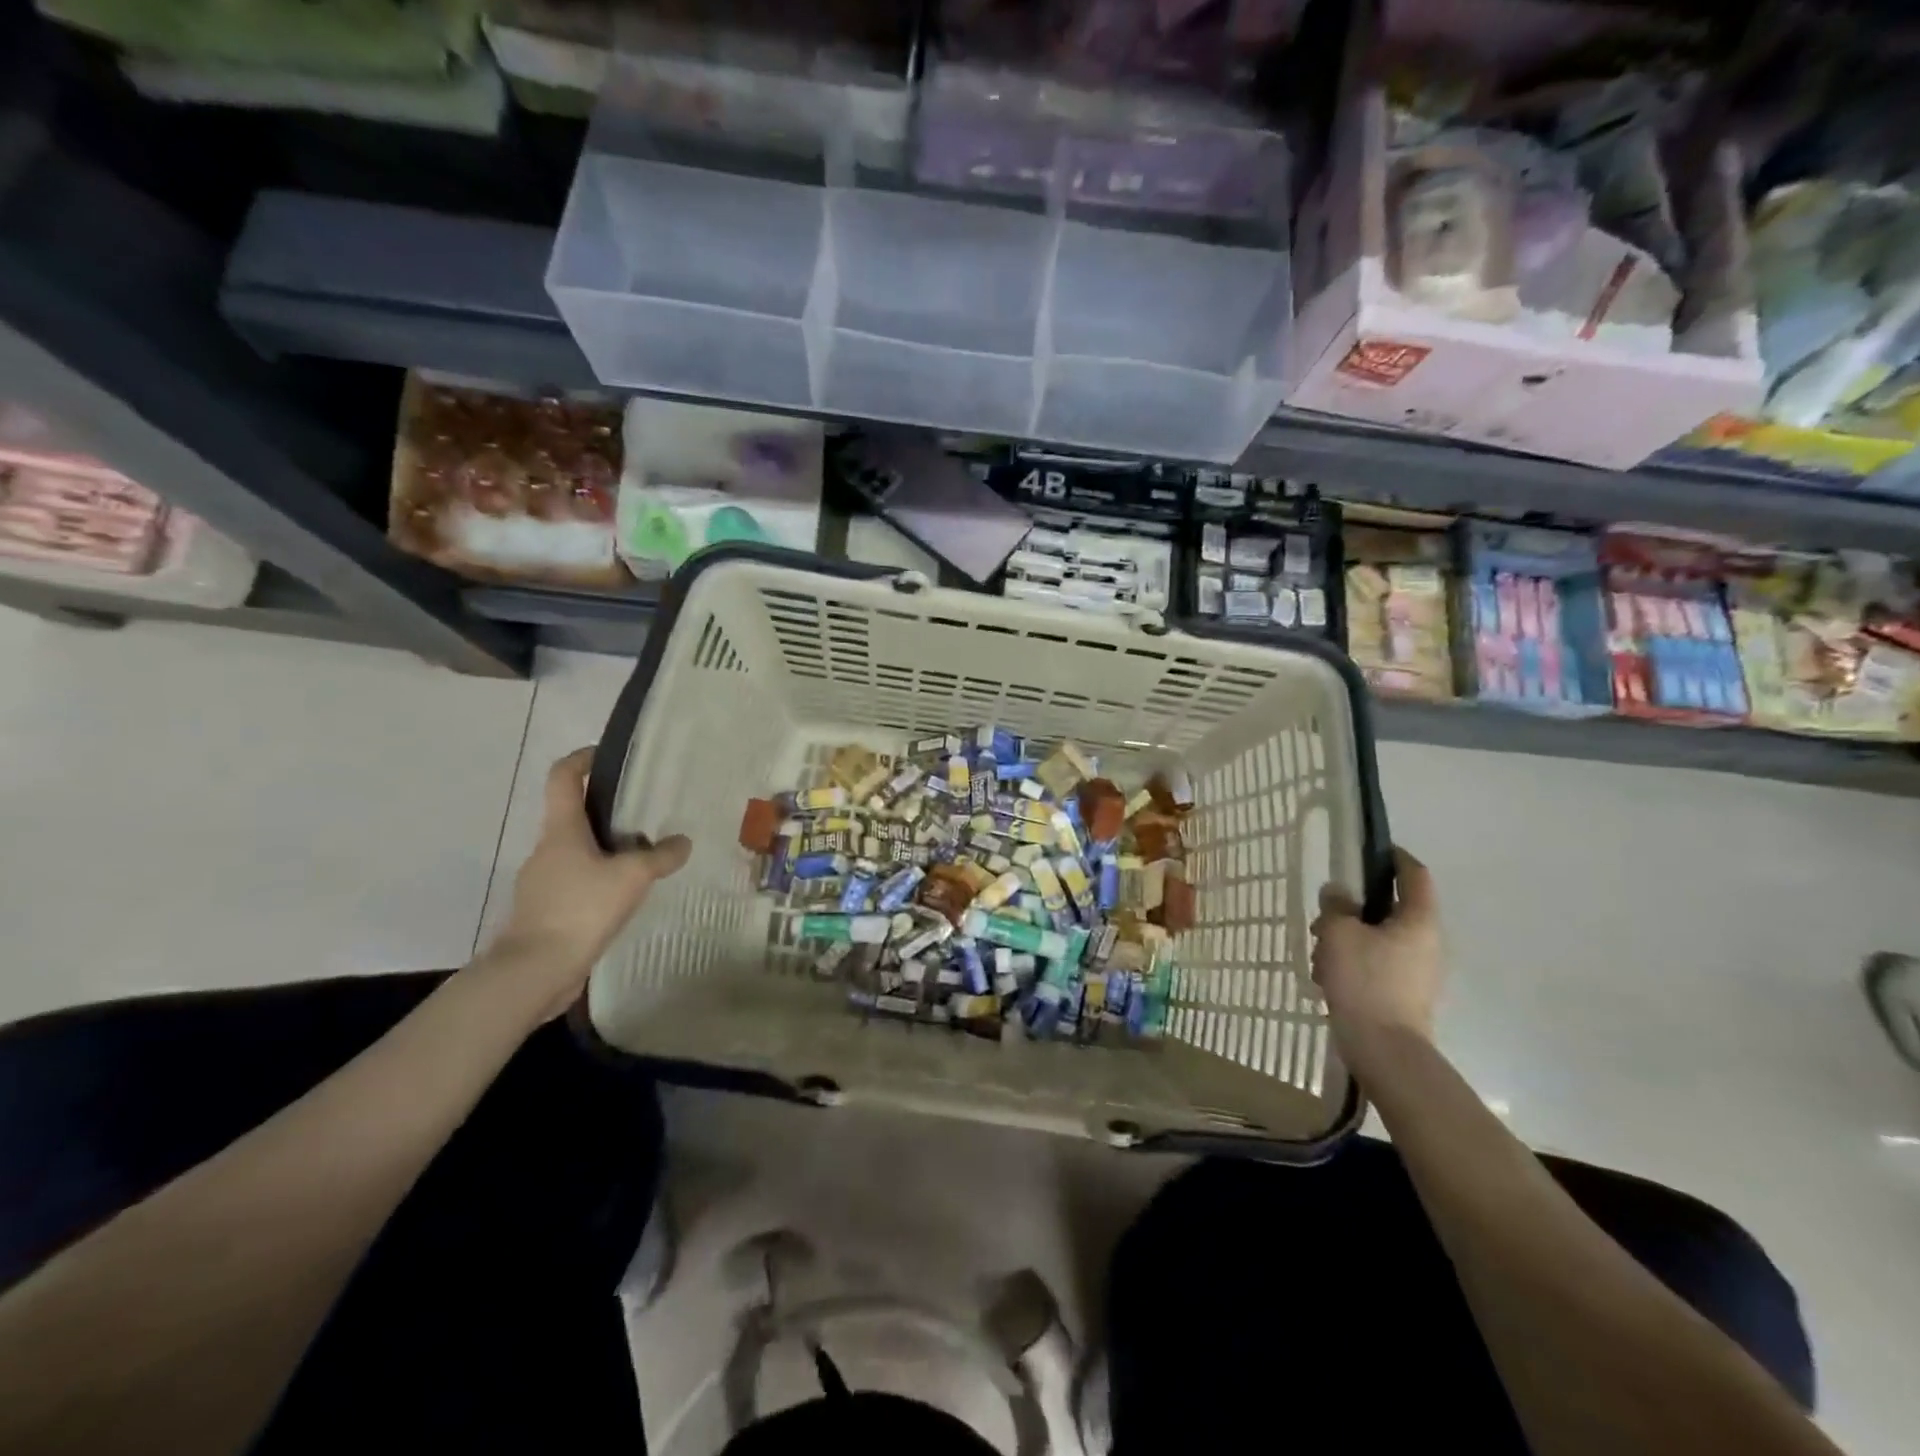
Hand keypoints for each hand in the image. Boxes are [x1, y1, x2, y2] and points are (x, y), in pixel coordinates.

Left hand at [486, 747, 691, 1019]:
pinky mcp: (545, 911)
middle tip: (644, 814)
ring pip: (577, 852)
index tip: (605, 755)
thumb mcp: (632, 877)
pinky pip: (576, 882)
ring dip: (605, 849)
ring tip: (643, 858)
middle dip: (606, 810)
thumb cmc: (581, 909)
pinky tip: (624, 896)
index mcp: (562, 830)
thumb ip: (660, 857)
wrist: (534, 970)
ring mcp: (542, 882)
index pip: (563, 778)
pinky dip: (599, 881)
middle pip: (573, 815)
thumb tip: (682, 842)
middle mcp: (547, 849)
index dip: (581, 759)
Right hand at [1311, 847, 1442, 1052]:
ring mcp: (1418, 971)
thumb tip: (1339, 894)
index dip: (1394, 857)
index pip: (1414, 874)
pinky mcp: (1405, 994)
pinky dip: (1353, 963)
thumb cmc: (1364, 981)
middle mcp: (1427, 942)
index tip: (1371, 850)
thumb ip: (1336, 906)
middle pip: (1390, 909)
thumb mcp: (1338, 933)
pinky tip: (1328, 979)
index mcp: (1418, 920)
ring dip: (1348, 939)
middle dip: (1354, 909)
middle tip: (1324, 917)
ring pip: (1379, 939)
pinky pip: (1377, 965)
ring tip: (1319, 955)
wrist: (1384, 1050)